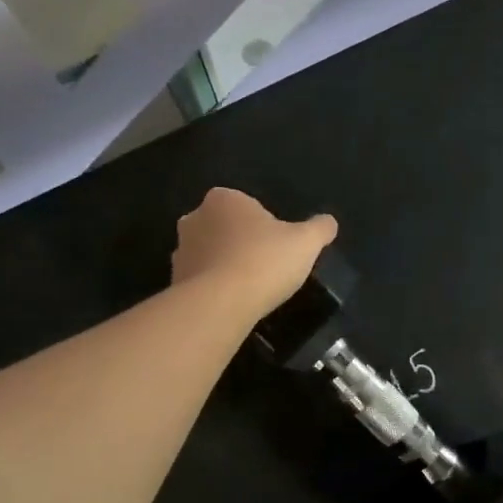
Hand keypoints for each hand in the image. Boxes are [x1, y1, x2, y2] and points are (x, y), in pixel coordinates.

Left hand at [172, 188, 337, 317]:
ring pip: (210, 254)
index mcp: (224, 198)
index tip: (279, 247)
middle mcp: (195, 217)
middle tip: (266, 267)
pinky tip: (232, 303)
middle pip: (226, 228)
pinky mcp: (173, 280)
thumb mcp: (306, 242)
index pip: (247, 206)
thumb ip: (319, 228)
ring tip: (249, 289)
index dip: (265, 226)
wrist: (219, 304)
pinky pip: (200, 280)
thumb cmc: (264, 261)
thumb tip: (329, 222)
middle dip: (241, 243)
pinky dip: (214, 288)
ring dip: (225, 266)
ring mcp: (180, 250)